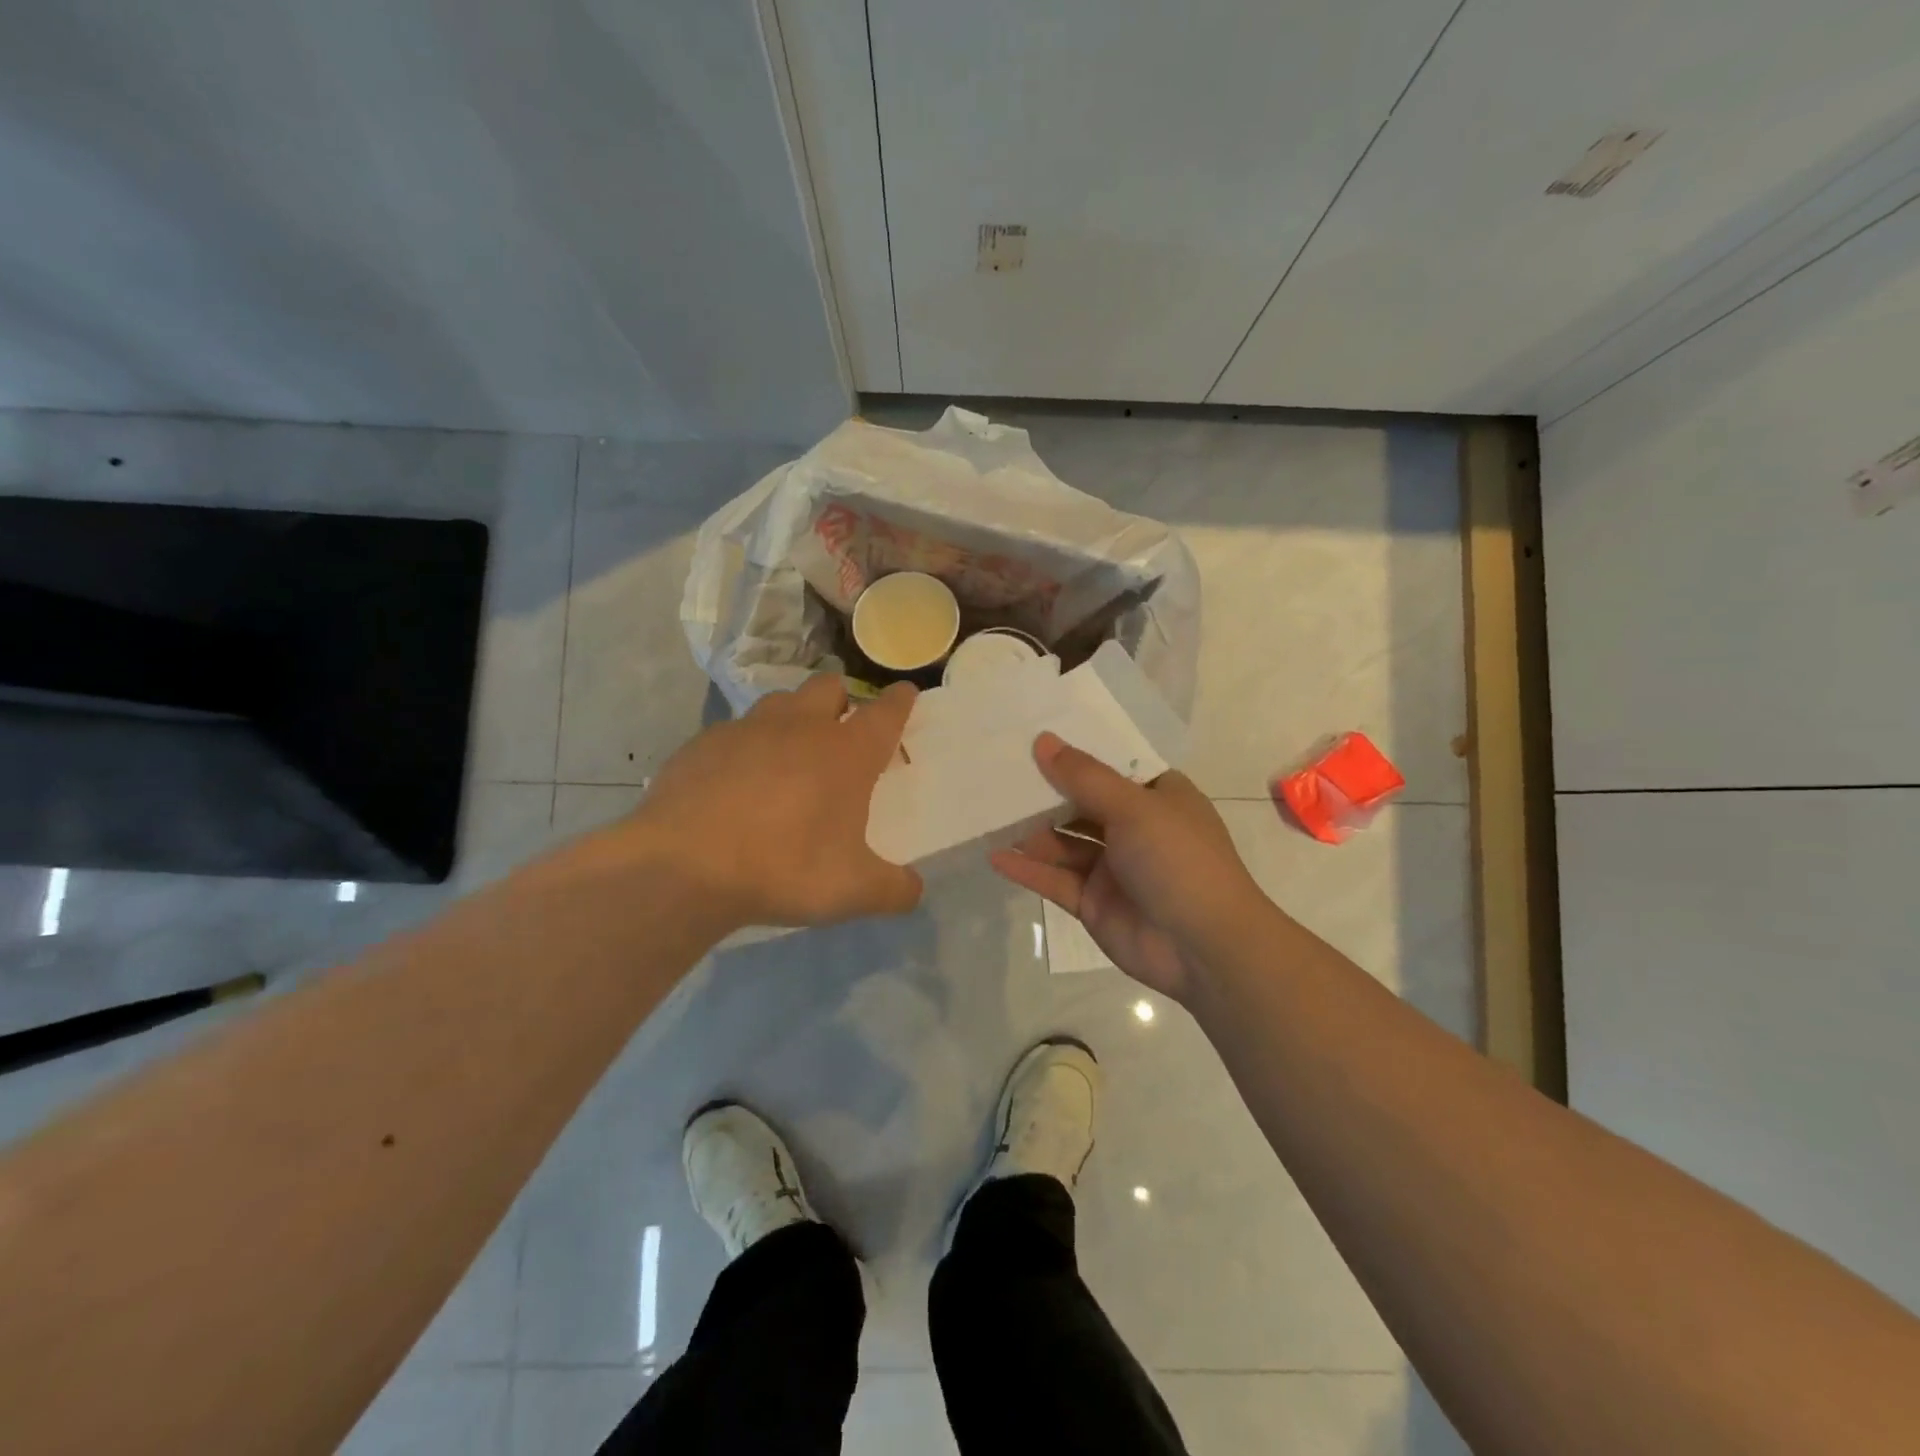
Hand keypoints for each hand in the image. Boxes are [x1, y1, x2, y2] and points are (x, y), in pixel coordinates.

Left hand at [628, 675, 922, 929]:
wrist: (684, 866)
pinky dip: (745, 748)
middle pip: (829, 687)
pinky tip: (735, 783)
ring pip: (780, 702)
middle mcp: (801, 727)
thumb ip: (894, 890)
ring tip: (788, 755)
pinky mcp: (703, 743)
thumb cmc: (785, 869)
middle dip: (842, 699)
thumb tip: (914, 890)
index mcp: (846, 753)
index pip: (886, 712)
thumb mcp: (854, 891)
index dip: (900, 701)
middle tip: (840, 732)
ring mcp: (748, 730)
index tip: (906, 692)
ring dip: (793, 718)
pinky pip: (734, 733)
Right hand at [989, 733, 1264, 1002]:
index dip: (1074, 753)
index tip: (1031, 736)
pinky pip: (1055, 880)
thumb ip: (1084, 777)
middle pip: (1080, 803)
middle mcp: (1134, 828)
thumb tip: (1043, 740)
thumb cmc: (1178, 860)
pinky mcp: (1093, 902)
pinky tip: (995, 856)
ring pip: (1063, 843)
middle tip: (997, 772)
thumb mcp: (1134, 808)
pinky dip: (1027, 869)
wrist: (1204, 948)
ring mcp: (1112, 868)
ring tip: (987, 812)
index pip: (1109, 767)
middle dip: (1043, 792)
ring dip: (1030, 831)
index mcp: (1156, 797)